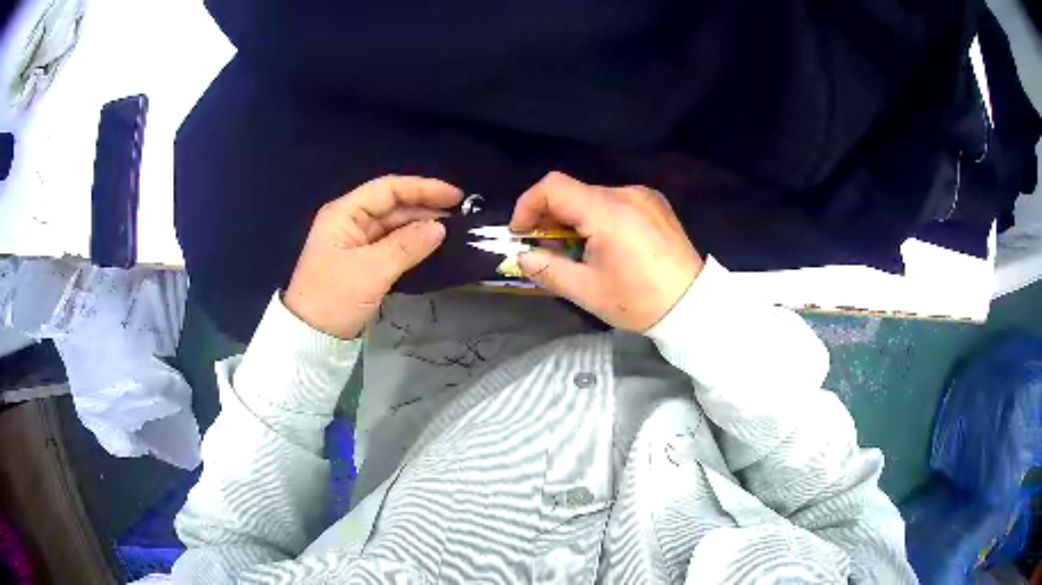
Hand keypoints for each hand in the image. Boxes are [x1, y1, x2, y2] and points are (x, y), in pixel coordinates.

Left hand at [285, 176, 462, 338]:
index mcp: (344, 214)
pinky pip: (391, 245)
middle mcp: (349, 221)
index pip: (387, 189)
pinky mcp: (362, 262)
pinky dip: (411, 244)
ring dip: (420, 226)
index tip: (455, 196)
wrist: (311, 338)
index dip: (422, 189)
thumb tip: (440, 227)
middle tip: (459, 216)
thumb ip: (406, 246)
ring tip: (452, 229)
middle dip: (424, 207)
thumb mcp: (370, 271)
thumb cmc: (334, 299)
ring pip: (393, 225)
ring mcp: (355, 242)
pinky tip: (431, 246)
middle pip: (391, 205)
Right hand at [511, 172, 702, 331]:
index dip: (528, 205)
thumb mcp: (587, 292)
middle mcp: (626, 193)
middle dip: (551, 217)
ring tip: (580, 250)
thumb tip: (522, 257)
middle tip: (546, 248)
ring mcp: (644, 196)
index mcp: (607, 212)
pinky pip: (616, 201)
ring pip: (594, 197)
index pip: (553, 187)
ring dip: (576, 218)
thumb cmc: (639, 301)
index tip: (522, 233)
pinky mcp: (656, 204)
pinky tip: (609, 244)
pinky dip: (600, 217)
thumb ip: (547, 270)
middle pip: (573, 192)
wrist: (693, 305)